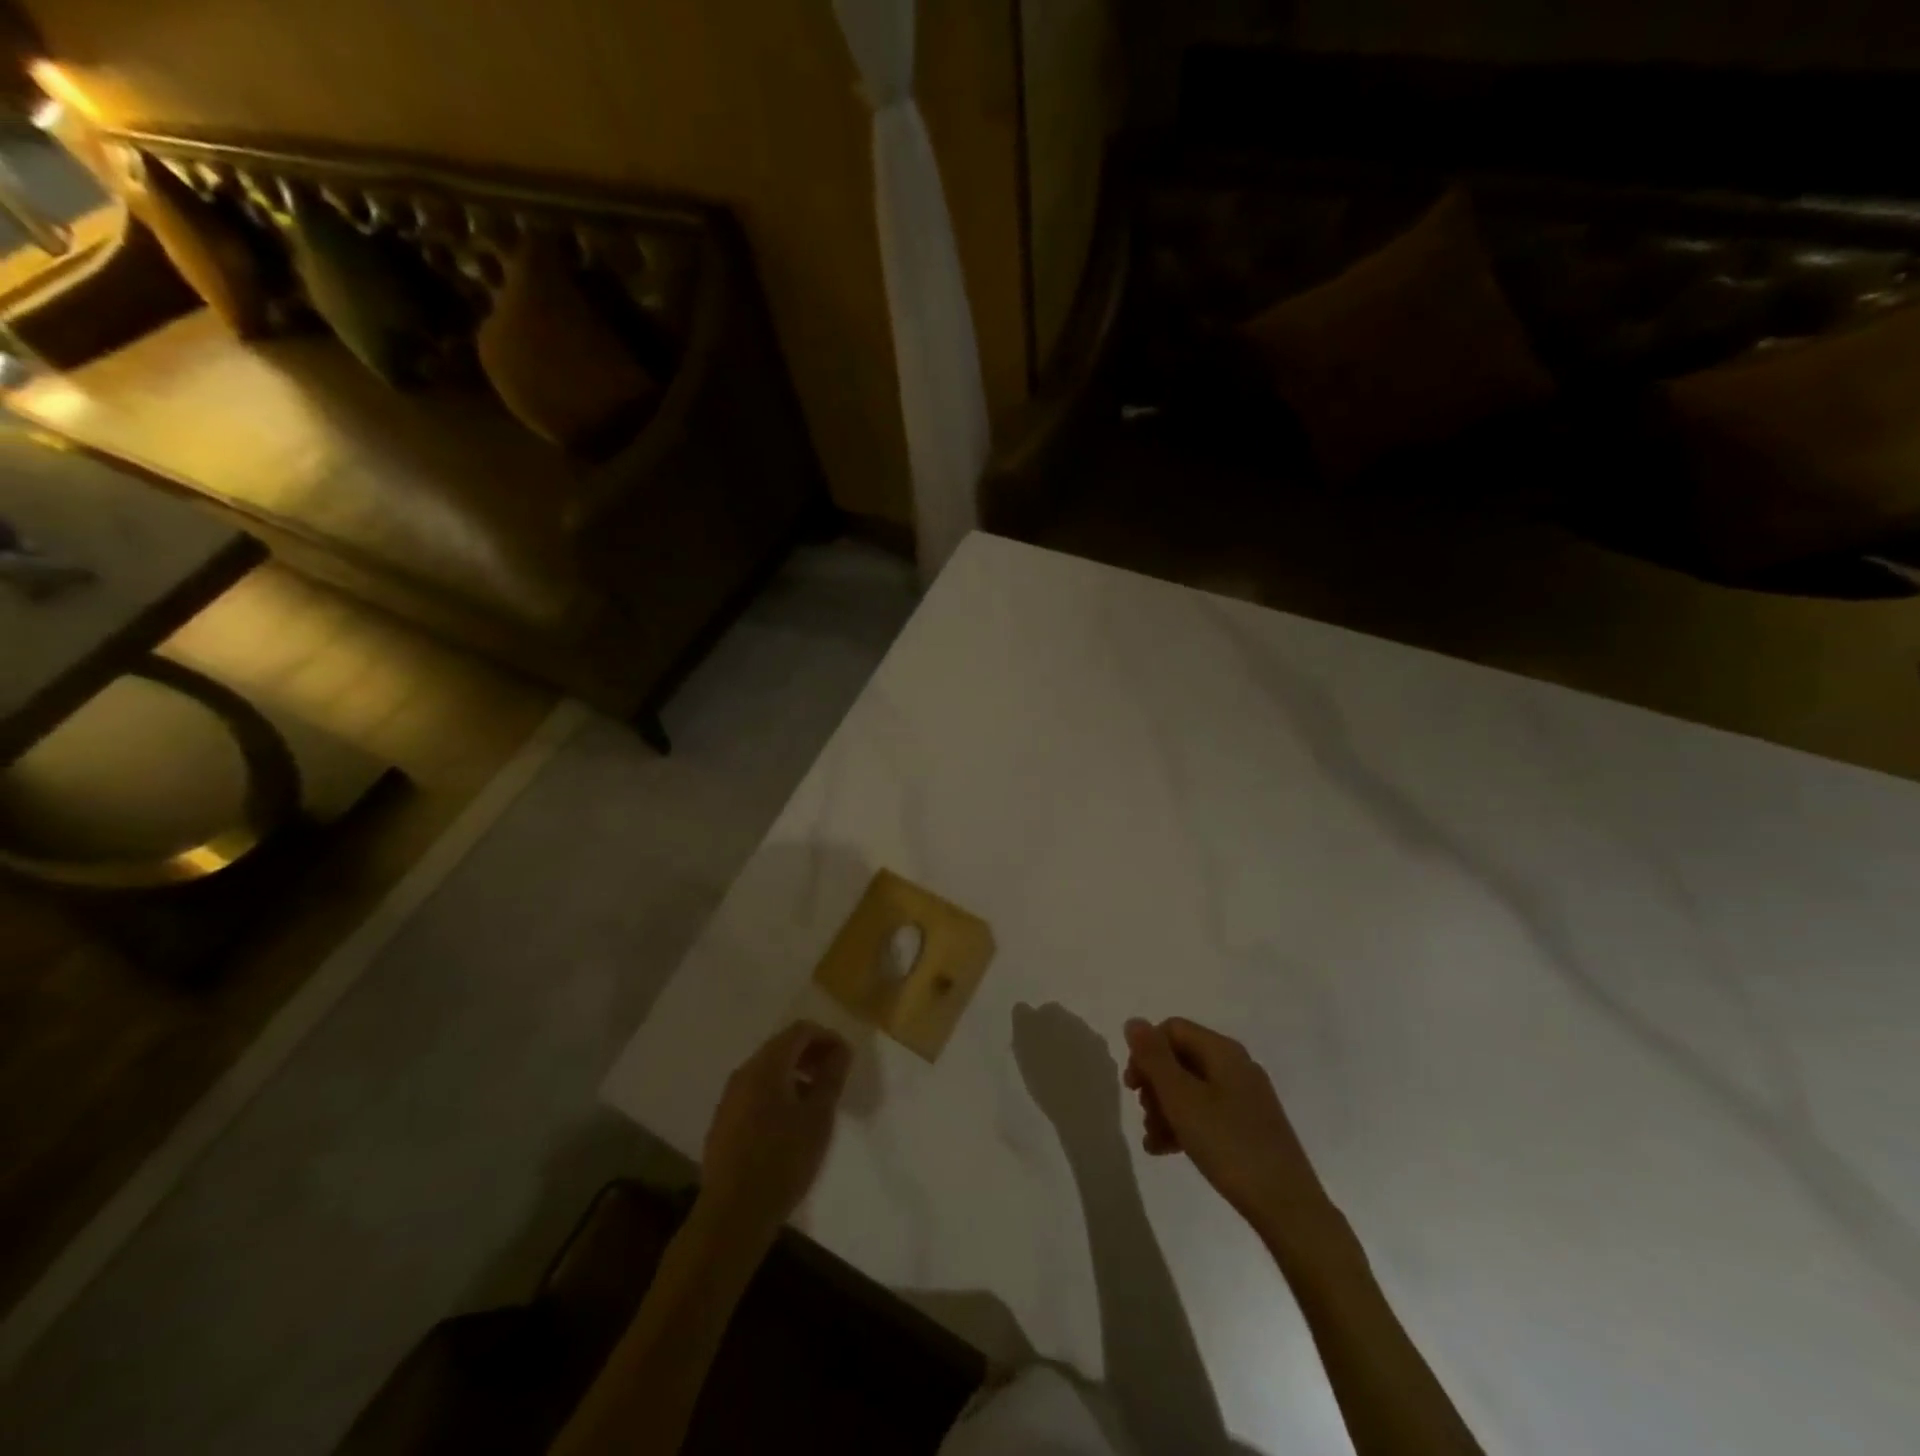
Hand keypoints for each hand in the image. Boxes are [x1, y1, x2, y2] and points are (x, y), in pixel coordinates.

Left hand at [699, 1021, 851, 1244]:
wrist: (732, 1215)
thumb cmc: (782, 1161)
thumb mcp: (818, 1117)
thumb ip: (831, 1077)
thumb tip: (841, 1051)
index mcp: (766, 1066)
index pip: (800, 1031)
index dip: (827, 1037)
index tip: (846, 1059)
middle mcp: (744, 1073)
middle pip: (782, 1047)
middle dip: (811, 1054)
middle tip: (834, 1076)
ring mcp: (729, 1098)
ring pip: (768, 1070)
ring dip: (795, 1074)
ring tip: (816, 1100)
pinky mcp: (724, 1122)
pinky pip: (755, 1091)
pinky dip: (778, 1092)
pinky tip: (791, 1122)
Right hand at [1123, 1017, 1338, 1243]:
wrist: (1287, 1207)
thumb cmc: (1228, 1143)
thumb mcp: (1181, 1098)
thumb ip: (1153, 1057)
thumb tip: (1134, 1022)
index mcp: (1223, 1051)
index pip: (1172, 1029)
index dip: (1146, 1051)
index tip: (1133, 1086)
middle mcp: (1236, 1066)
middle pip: (1180, 1058)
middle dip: (1154, 1084)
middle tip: (1143, 1114)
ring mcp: (1245, 1098)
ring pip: (1191, 1088)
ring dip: (1165, 1108)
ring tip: (1153, 1140)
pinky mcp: (1249, 1126)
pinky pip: (1207, 1113)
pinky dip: (1184, 1125)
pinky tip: (1167, 1150)